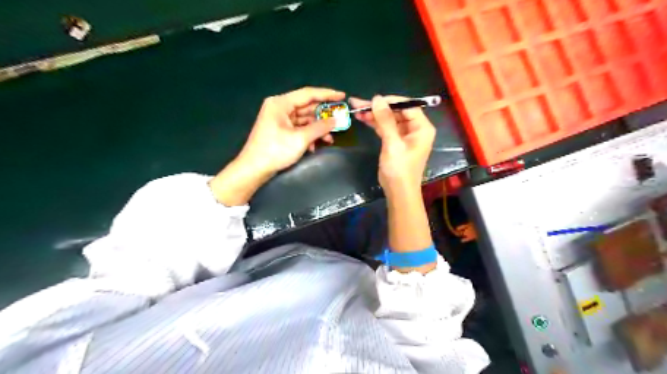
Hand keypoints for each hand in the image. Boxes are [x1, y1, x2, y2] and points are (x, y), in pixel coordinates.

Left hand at [208, 86, 343, 205]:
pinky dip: (308, 135)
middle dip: (323, 116)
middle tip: (340, 119)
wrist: (254, 169)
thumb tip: (336, 120)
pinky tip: (316, 145)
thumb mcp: (301, 138)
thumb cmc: (275, 150)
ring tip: (330, 138)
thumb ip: (320, 127)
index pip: (308, 94)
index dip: (327, 94)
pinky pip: (299, 128)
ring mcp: (279, 120)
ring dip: (317, 128)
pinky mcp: (280, 131)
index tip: (342, 96)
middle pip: (307, 107)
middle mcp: (280, 108)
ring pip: (304, 119)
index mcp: (281, 103)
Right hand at [349, 96, 438, 195]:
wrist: (398, 192)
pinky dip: (375, 124)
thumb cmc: (399, 169)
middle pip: (396, 112)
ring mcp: (405, 135)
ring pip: (389, 119)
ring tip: (356, 109)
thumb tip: (377, 98)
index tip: (373, 100)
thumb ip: (385, 120)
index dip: (390, 101)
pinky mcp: (395, 142)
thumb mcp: (392, 143)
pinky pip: (385, 128)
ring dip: (374, 115)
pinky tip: (362, 118)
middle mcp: (415, 129)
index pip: (408, 106)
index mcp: (422, 127)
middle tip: (359, 103)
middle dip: (378, 108)